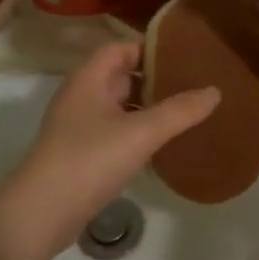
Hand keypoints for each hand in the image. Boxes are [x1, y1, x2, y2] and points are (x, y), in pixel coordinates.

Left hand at [0, 42, 220, 253]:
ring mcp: (77, 127)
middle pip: (119, 77)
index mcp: (88, 80)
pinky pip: (113, 133)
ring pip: (117, 108)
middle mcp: (80, 97)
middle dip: (153, 79)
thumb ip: (180, 111)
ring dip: (145, 108)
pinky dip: (136, 133)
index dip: (149, 48)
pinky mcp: (80, 155)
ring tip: (183, 113)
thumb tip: (215, 91)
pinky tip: (161, 145)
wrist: (43, 211)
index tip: (183, 56)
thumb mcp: (142, 133)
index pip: (119, 48)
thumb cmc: (90, 160)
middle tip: (191, 84)